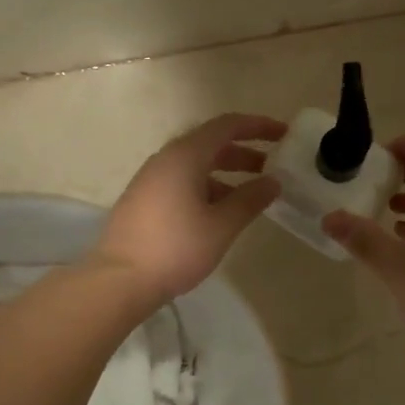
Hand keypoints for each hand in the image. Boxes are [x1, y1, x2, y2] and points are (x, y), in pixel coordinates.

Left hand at [92, 113, 286, 303]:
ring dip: (226, 174)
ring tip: (250, 196)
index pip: (227, 126)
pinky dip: (206, 188)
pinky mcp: (143, 201)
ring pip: (195, 166)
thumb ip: (250, 200)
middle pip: (210, 144)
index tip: (284, 135)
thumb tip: (273, 182)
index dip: (258, 126)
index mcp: (185, 156)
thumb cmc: (176, 248)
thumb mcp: (221, 226)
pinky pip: (181, 183)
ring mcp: (150, 180)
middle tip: (273, 168)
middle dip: (244, 153)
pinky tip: (219, 213)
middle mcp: (165, 159)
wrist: (120, 279)